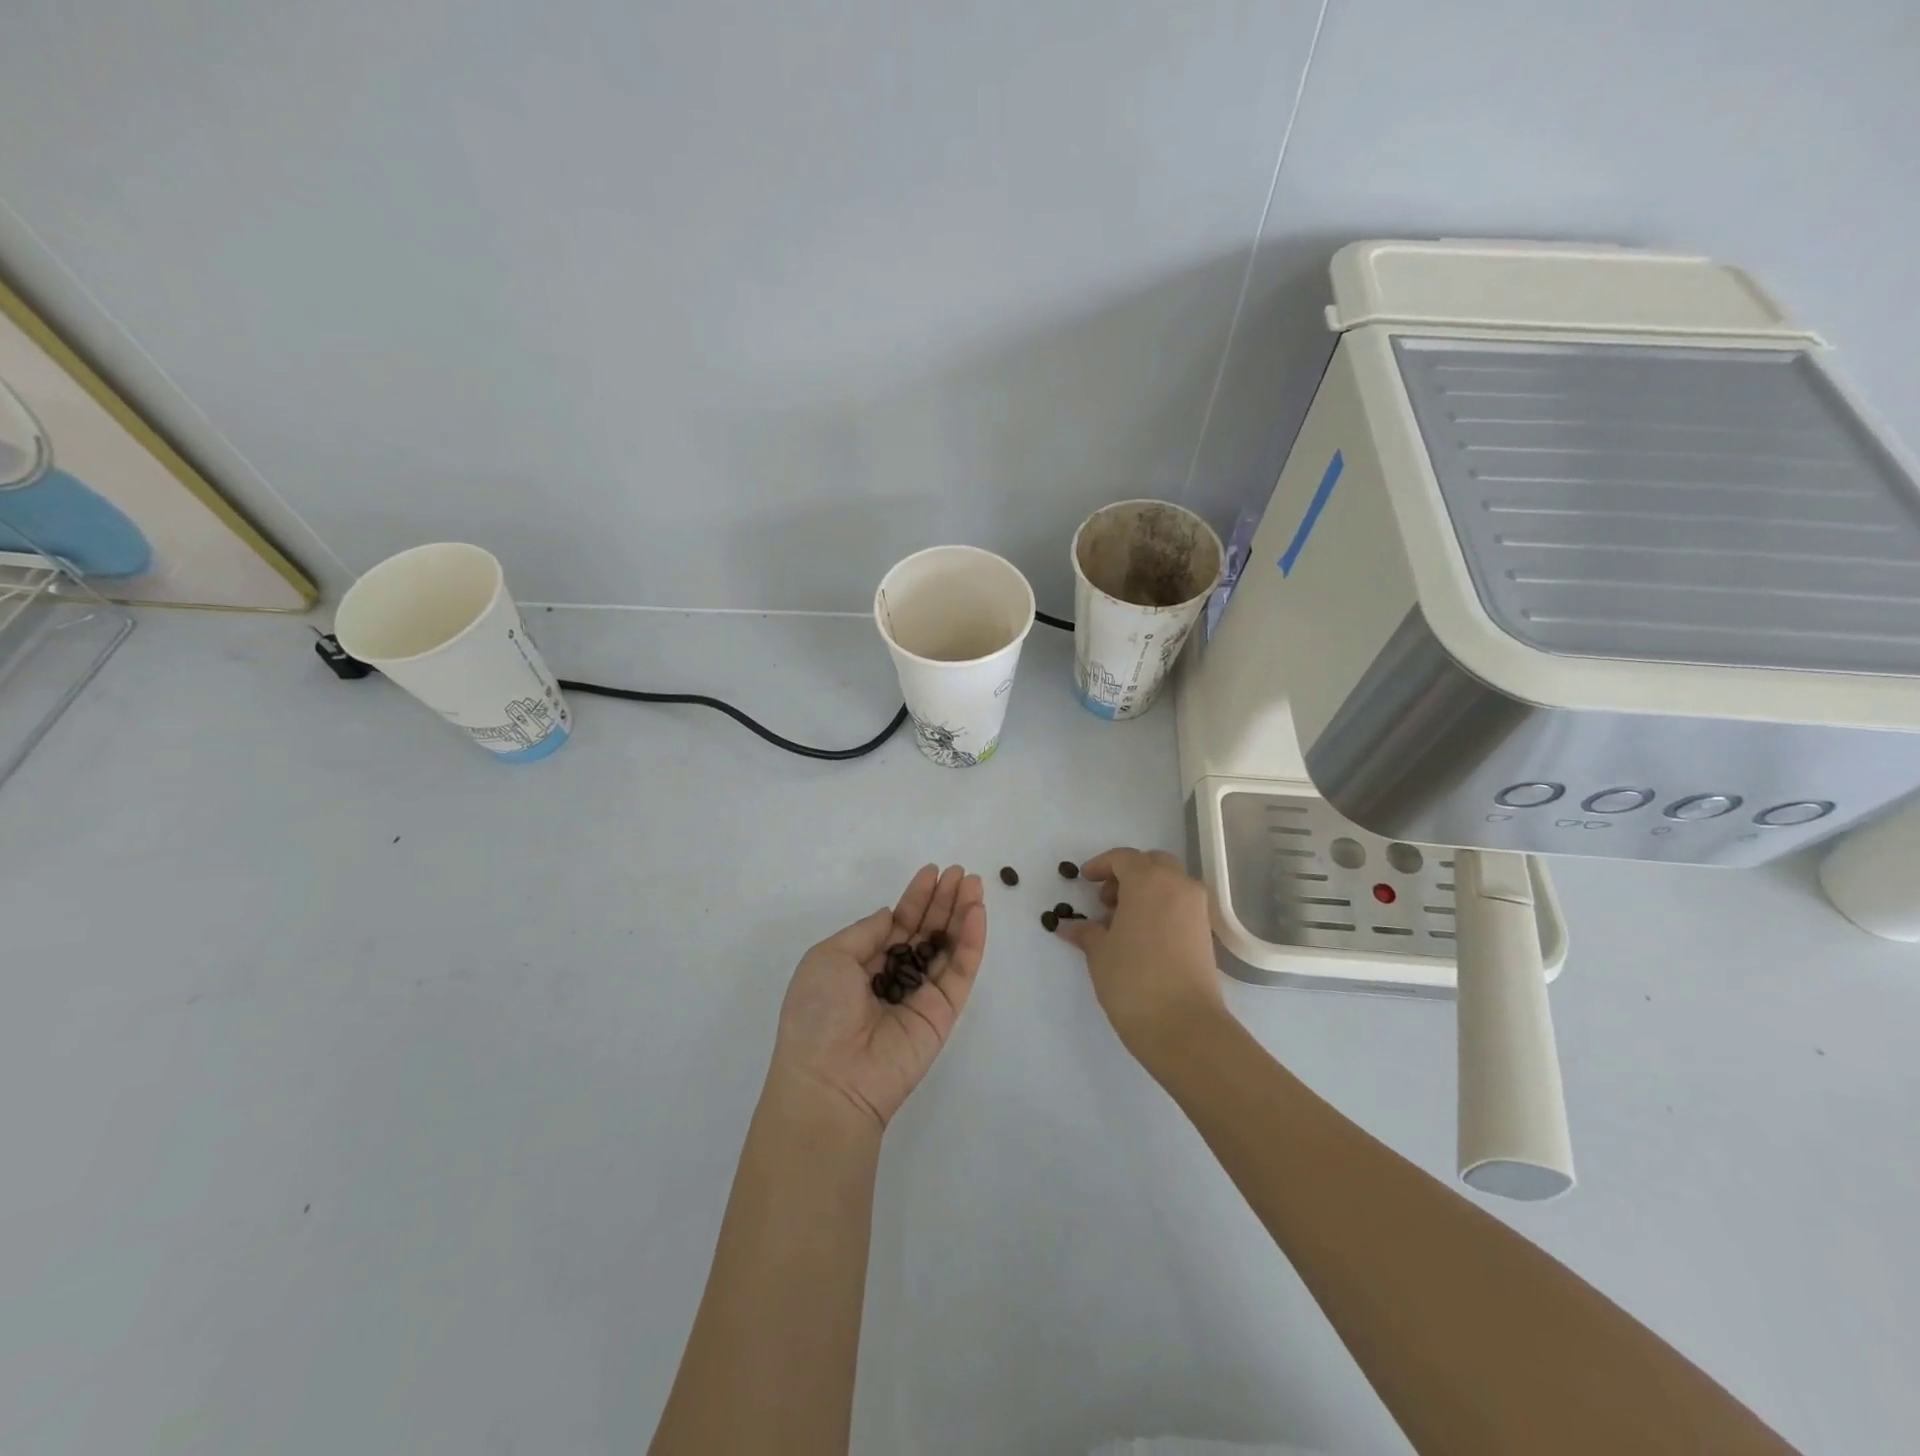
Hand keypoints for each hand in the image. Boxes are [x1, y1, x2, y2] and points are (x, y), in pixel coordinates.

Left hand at [771, 864, 986, 1129]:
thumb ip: (866, 932)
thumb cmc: (818, 1013)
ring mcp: (921, 995)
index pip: (897, 924)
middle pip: (926, 931)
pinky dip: (971, 941)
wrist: (831, 1080)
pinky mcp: (943, 1012)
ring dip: (962, 914)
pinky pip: (961, 971)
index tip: (931, 872)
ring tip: (974, 883)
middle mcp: (894, 977)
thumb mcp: (828, 957)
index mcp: (863, 965)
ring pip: (947, 947)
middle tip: (961, 872)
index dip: (915, 898)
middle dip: (943, 900)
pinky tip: (977, 912)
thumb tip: (891, 915)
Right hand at [1054, 847, 1225, 1061]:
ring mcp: (1197, 909)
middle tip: (1107, 900)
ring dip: (1146, 891)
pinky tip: (1141, 937)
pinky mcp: (1206, 933)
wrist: (1184, 1025)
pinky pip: (1180, 905)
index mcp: (1148, 881)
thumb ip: (1087, 932)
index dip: (1101, 865)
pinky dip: (1161, 908)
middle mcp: (1177, 885)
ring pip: (1170, 883)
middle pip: (1152, 863)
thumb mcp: (1100, 953)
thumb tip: (1071, 927)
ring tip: (1121, 922)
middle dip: (1128, 874)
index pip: (1123, 858)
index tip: (1085, 880)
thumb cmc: (1133, 979)